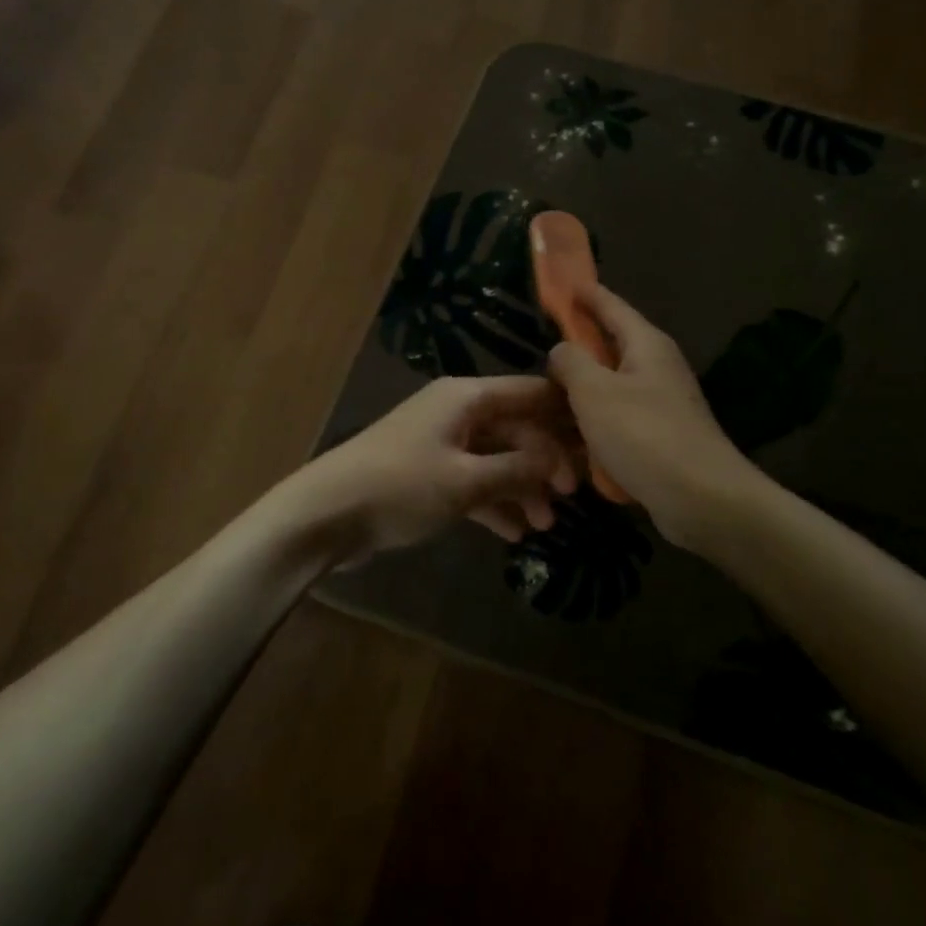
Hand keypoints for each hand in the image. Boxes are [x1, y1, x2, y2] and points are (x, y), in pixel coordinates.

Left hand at [296, 376, 578, 552]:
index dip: (565, 414)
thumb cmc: (400, 487)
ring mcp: (440, 443)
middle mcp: (455, 412)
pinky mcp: (427, 474)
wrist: (326, 514)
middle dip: (544, 461)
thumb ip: (517, 471)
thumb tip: (559, 463)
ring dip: (521, 488)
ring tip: (546, 524)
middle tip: (573, 496)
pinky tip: (515, 533)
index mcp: (465, 397)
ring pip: (495, 458)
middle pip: (515, 428)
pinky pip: (473, 481)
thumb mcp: (466, 481)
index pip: (529, 393)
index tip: (599, 440)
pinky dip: (494, 503)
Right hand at [547, 283, 759, 549]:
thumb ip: (571, 362)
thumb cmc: (644, 435)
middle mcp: (656, 367)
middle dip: (579, 342)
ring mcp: (660, 402)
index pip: (610, 305)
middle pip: (610, 345)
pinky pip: (618, 418)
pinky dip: (595, 421)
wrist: (702, 498)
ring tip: (547, 393)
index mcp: (645, 344)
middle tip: (543, 342)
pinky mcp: (659, 435)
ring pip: (611, 385)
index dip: (585, 293)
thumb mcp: (594, 392)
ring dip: (583, 388)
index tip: (563, 282)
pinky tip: (571, 436)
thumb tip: (562, 350)